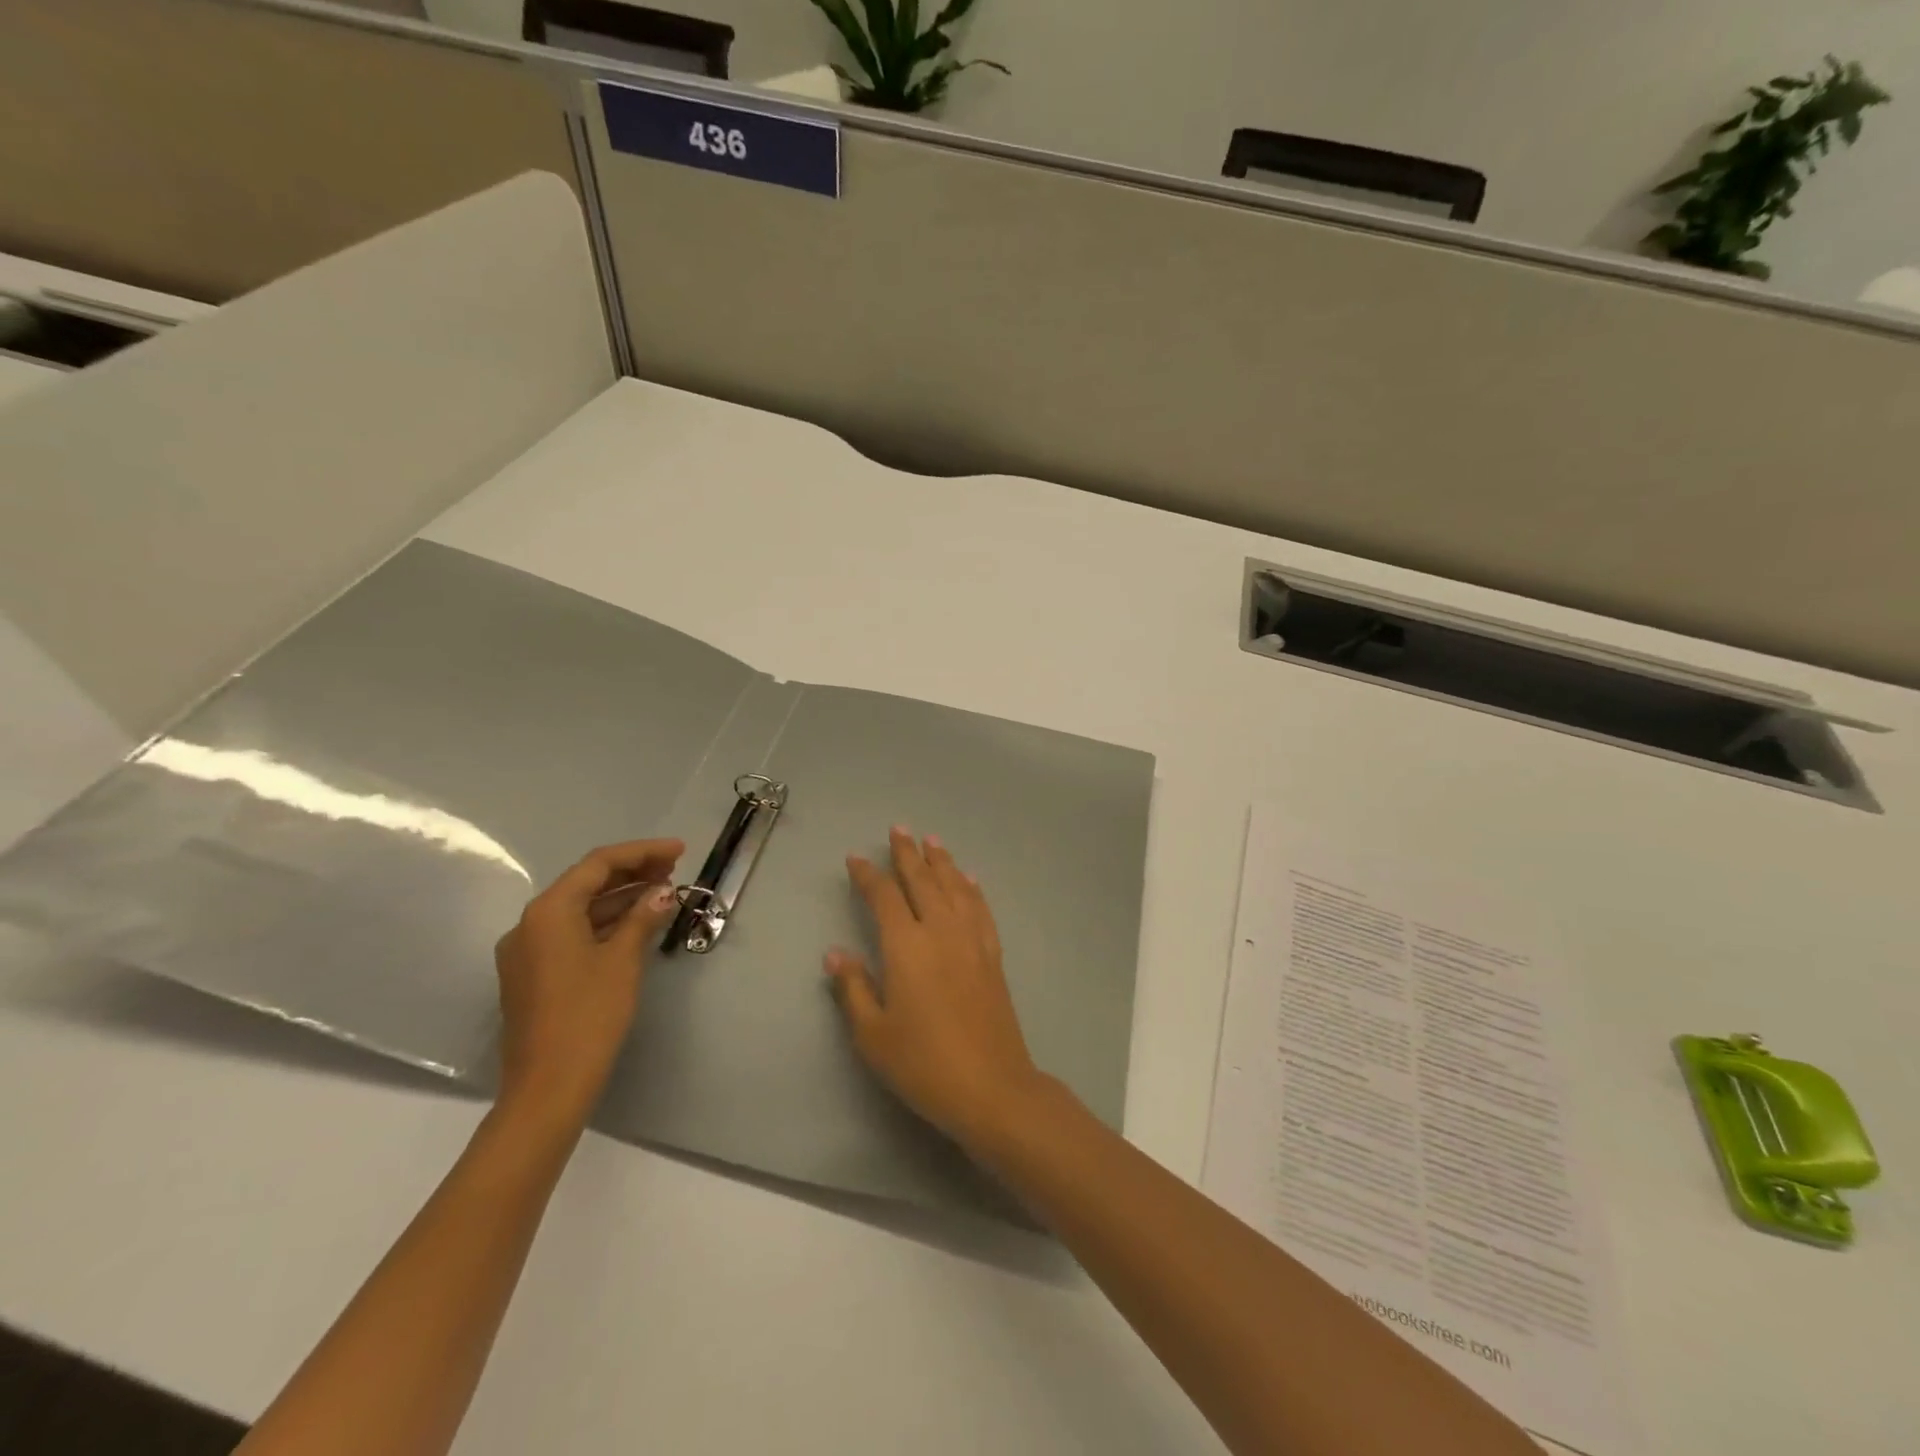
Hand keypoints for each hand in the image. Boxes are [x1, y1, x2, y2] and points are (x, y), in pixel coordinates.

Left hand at [493, 838, 683, 1127]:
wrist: (547, 1088)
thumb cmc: (588, 1016)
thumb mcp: (622, 961)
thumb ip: (643, 917)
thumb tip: (663, 892)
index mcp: (548, 912)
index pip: (599, 864)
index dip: (642, 852)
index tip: (679, 851)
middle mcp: (530, 924)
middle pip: (585, 882)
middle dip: (631, 872)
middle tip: (674, 869)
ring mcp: (527, 951)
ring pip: (579, 909)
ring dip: (620, 898)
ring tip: (663, 893)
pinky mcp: (534, 975)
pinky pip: (572, 933)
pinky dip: (605, 923)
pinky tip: (636, 924)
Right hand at [825, 827, 1049, 1153]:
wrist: (991, 1087)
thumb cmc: (923, 1064)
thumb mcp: (873, 1034)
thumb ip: (854, 988)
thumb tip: (836, 953)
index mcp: (906, 947)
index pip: (883, 897)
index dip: (868, 875)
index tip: (856, 858)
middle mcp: (940, 932)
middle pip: (922, 881)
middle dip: (908, 854)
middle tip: (899, 829)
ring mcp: (971, 941)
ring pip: (955, 888)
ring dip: (942, 862)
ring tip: (932, 841)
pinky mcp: (992, 956)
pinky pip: (981, 910)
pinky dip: (972, 889)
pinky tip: (970, 880)